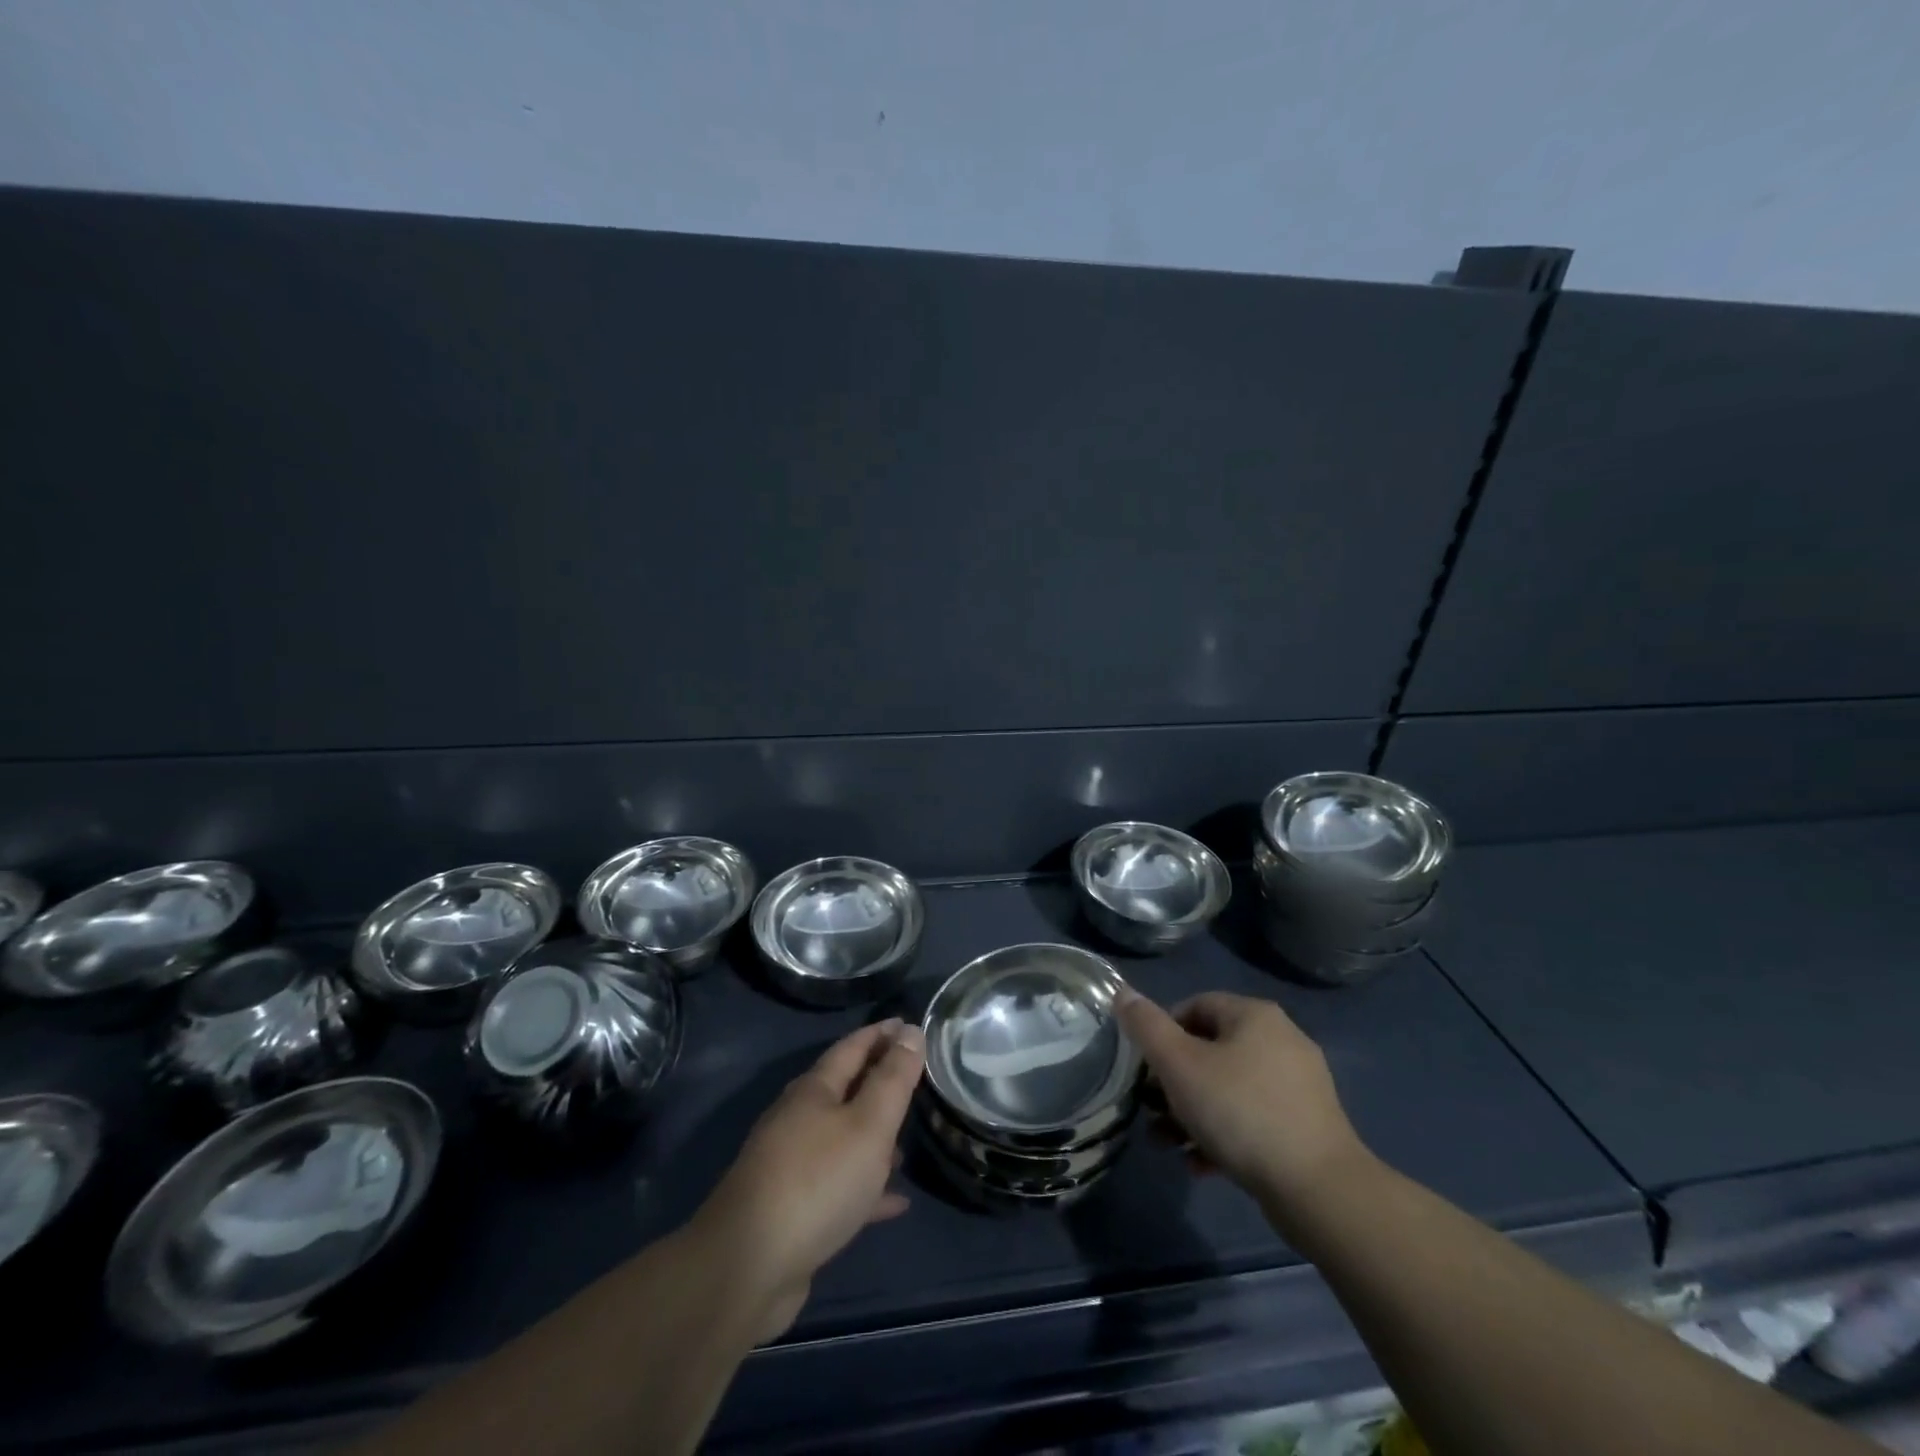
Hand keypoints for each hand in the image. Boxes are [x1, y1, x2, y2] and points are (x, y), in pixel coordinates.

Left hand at [691, 1018, 923, 1341]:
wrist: (748, 1268)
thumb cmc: (817, 1181)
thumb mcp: (868, 1124)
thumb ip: (893, 1079)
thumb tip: (910, 1030)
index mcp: (814, 1091)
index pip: (852, 1047)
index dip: (881, 1034)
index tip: (909, 1024)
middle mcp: (799, 1120)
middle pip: (845, 1090)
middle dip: (878, 1081)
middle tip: (916, 1078)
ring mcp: (792, 1166)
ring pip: (842, 1139)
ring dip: (874, 1136)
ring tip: (909, 1141)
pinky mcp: (794, 1210)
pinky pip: (840, 1186)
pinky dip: (868, 1187)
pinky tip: (896, 1201)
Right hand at [1116, 989, 1365, 1207]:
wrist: (1319, 1190)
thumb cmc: (1240, 1112)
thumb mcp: (1179, 1065)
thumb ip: (1147, 1027)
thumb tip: (1122, 992)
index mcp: (1255, 1015)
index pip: (1194, 1006)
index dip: (1163, 1033)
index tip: (1145, 1069)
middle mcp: (1282, 1040)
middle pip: (1210, 1049)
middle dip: (1174, 1081)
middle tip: (1152, 1110)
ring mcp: (1298, 1085)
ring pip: (1229, 1088)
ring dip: (1192, 1112)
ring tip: (1167, 1144)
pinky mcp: (1307, 1125)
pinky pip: (1253, 1118)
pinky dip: (1223, 1135)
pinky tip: (1200, 1164)